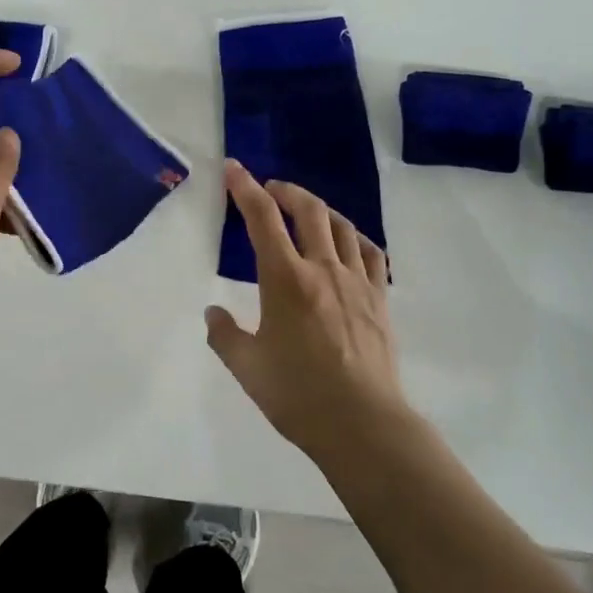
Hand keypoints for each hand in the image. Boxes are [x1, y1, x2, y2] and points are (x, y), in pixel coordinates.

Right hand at [205, 162, 409, 458]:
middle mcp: (322, 268)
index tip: (234, 169)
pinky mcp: (380, 299)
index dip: (245, 188)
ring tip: (307, 212)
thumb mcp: (247, 367)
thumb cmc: (297, 394)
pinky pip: (372, 254)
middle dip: (286, 191)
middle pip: (308, 211)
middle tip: (270, 189)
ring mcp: (357, 282)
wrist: (361, 423)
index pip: (262, 219)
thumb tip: (213, 313)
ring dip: (321, 210)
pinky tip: (350, 244)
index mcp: (285, 279)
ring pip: (342, 226)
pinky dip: (356, 239)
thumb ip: (225, 335)